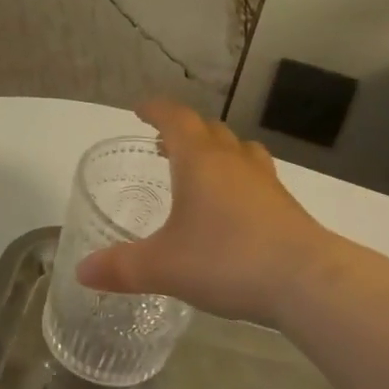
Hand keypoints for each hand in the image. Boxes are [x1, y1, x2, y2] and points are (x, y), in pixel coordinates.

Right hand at [76, 100, 335, 327]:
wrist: (306, 280)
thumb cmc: (226, 261)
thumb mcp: (164, 267)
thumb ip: (121, 268)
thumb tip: (82, 271)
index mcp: (200, 161)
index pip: (176, 118)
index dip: (156, 110)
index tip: (140, 109)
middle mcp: (234, 161)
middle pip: (209, 130)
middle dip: (184, 131)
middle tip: (164, 145)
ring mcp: (265, 182)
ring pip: (239, 150)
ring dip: (216, 151)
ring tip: (200, 170)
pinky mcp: (286, 206)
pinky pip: (256, 178)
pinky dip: (239, 180)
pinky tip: (233, 209)